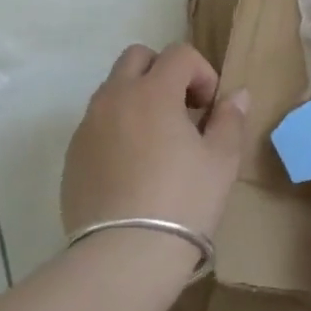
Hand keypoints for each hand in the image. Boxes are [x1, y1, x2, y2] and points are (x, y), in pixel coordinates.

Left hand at [62, 42, 248, 244]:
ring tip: (157, 140)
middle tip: (182, 110)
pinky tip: (132, 167)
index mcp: (153, 91)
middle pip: (137, 57)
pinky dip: (117, 128)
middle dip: (163, 72)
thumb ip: (230, 119)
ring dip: (138, 98)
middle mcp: (115, 97)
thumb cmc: (183, 202)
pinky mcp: (73, 155)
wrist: (123, 256)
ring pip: (113, 89)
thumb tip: (237, 95)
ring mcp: (88, 125)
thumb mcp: (221, 161)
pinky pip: (97, 123)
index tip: (210, 108)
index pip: (179, 54)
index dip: (202, 72)